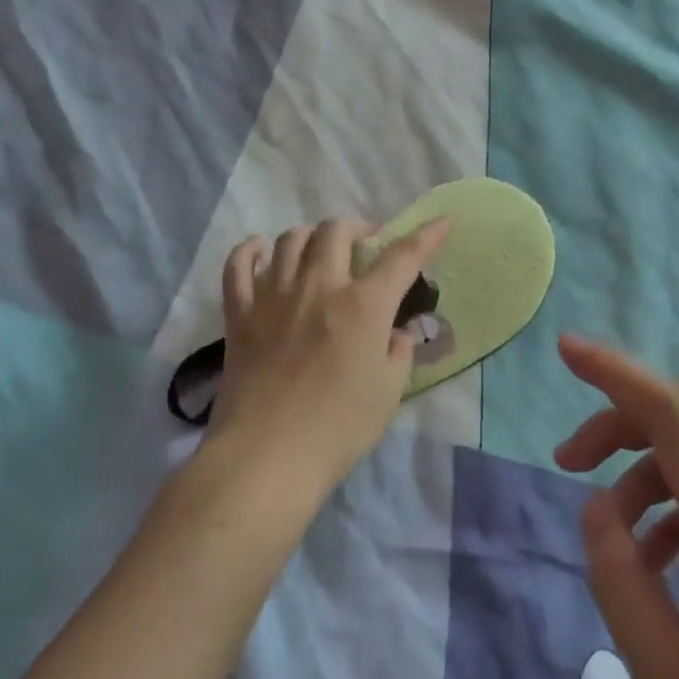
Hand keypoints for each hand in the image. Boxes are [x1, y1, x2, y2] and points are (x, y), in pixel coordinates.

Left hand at [209, 217, 448, 490]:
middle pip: (336, 231)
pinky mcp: (239, 315)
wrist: (267, 456)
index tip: (440, 223)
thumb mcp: (388, 391)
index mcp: (362, 305)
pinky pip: (238, 267)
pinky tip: (259, 249)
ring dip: (311, 236)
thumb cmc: (338, 428)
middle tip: (367, 242)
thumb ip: (398, 352)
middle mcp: (318, 287)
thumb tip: (398, 331)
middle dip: (357, 227)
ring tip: (320, 249)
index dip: (424, 237)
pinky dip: (249, 251)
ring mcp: (273, 297)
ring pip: (290, 240)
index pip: (401, 258)